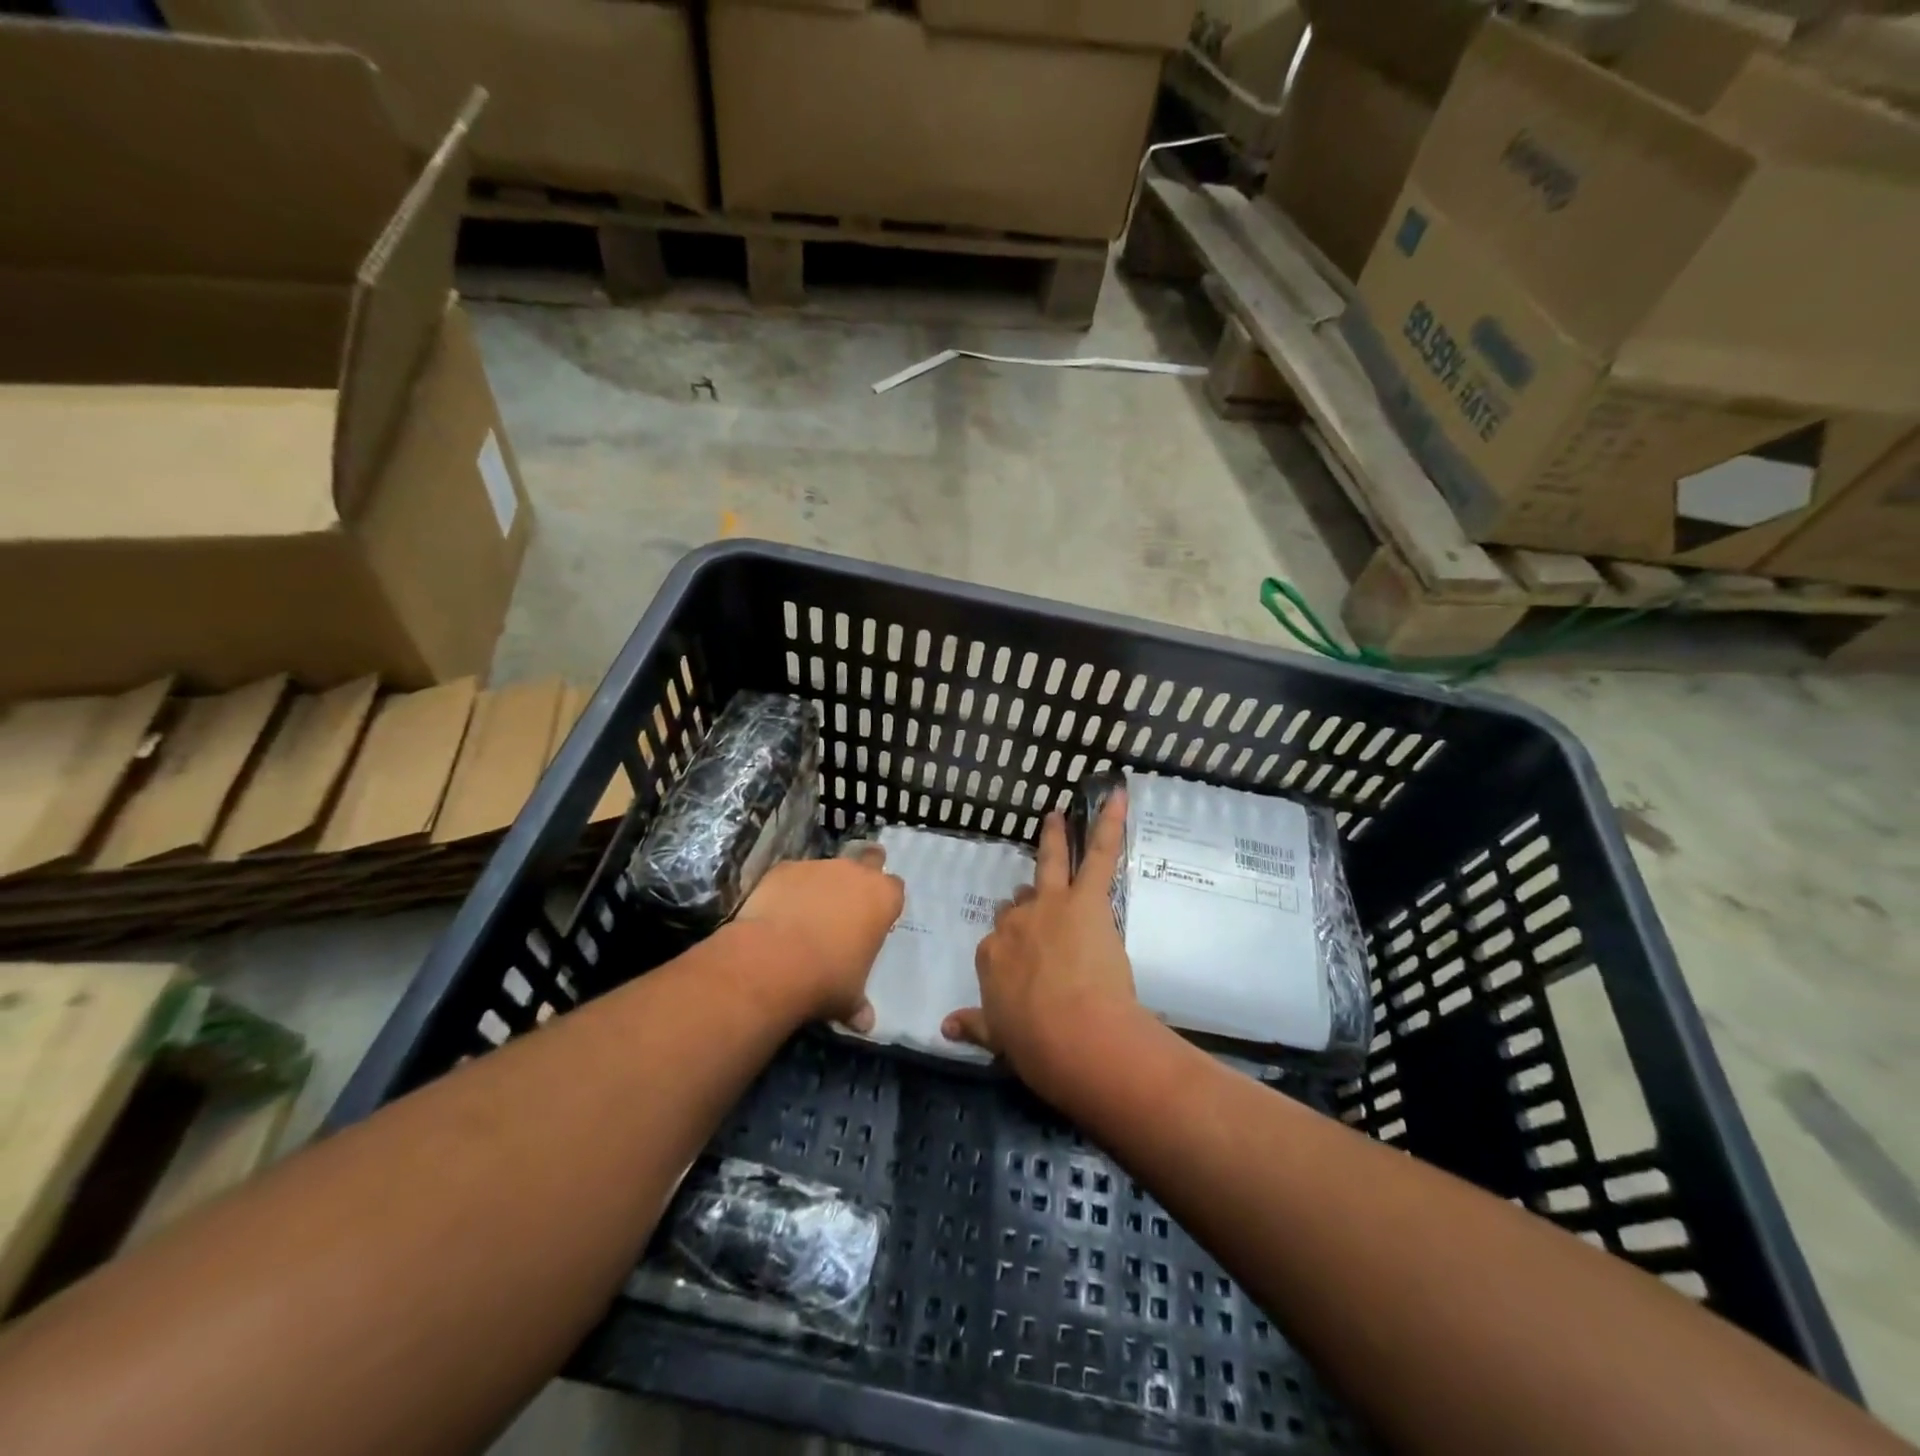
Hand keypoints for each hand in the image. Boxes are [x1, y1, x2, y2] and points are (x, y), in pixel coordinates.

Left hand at [736, 848, 902, 1031]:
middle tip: (849, 900)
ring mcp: (818, 866)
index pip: (895, 888)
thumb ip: (859, 1005)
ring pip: (827, 869)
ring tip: (805, 917)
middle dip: (863, 873)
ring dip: (822, 887)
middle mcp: (854, 873)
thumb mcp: (849, 997)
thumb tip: (865, 1024)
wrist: (772, 961)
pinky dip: (789, 890)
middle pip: (869, 860)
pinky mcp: (784, 868)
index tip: (874, 920)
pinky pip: (793, 876)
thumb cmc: (826, 978)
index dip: (885, 902)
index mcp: (882, 898)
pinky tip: (777, 914)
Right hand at [943, 790, 1143, 1099]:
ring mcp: (1050, 905)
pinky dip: (1110, 824)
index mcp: (991, 955)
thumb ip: (973, 1025)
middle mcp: (1015, 922)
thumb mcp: (997, 1036)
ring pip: (1050, 863)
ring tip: (1058, 815)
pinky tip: (1117, 797)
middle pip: (1018, 903)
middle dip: (1027, 902)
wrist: (1075, 1035)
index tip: (1021, 965)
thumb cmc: (1036, 1044)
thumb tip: (946, 1026)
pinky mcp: (1087, 900)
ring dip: (1054, 838)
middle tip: (1039, 907)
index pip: (997, 941)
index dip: (1010, 948)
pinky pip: (1099, 855)